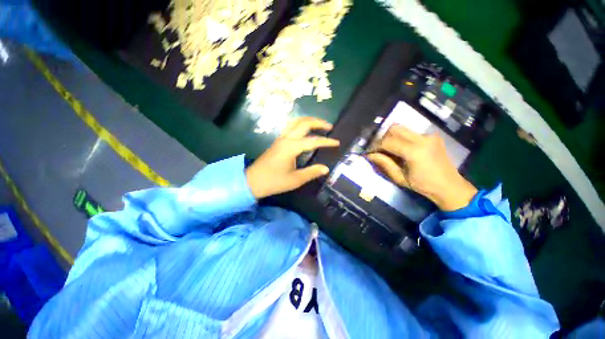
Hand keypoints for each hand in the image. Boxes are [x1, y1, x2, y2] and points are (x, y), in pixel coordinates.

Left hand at [246, 117, 339, 198]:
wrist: (252, 181)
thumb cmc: (274, 182)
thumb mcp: (295, 180)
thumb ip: (311, 172)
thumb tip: (326, 168)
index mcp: (291, 147)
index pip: (313, 141)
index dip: (326, 141)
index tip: (337, 143)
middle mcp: (286, 139)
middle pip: (303, 123)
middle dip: (318, 122)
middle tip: (330, 127)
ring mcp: (280, 138)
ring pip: (295, 122)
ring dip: (308, 120)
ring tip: (319, 125)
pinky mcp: (277, 141)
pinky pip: (290, 127)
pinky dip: (300, 124)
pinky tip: (305, 130)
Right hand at [367, 125, 476, 210]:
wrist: (449, 186)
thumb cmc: (423, 185)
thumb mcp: (399, 177)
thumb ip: (384, 164)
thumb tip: (369, 155)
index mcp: (414, 151)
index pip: (388, 141)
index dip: (375, 146)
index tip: (369, 152)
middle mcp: (422, 139)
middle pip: (394, 128)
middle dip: (382, 137)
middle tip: (378, 148)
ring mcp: (429, 136)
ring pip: (402, 129)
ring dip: (391, 136)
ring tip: (388, 149)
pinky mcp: (432, 136)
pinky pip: (411, 133)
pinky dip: (401, 138)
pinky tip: (401, 149)